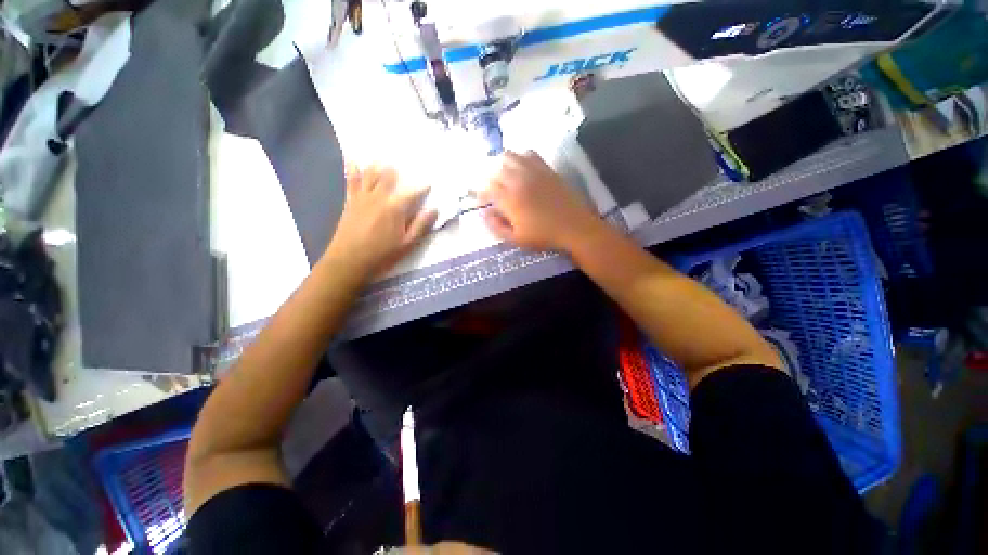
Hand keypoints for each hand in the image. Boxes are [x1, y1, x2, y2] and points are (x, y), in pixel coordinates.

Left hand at [324, 165, 436, 279]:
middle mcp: (379, 197)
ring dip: (378, 164)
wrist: (349, 261)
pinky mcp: (350, 201)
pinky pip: (351, 181)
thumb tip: (434, 209)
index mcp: (396, 208)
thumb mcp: (407, 244)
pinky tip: (353, 160)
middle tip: (403, 161)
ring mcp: (363, 197)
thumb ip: (421, 225)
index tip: (429, 183)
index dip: (422, 188)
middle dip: (397, 170)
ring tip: (383, 155)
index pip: (412, 193)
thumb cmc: (382, 255)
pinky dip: (353, 170)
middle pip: (389, 177)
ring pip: (371, 174)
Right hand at [478, 151, 599, 251]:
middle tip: (490, 187)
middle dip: (489, 178)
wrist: (574, 227)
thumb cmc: (544, 236)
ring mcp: (533, 172)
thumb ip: (497, 227)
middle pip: (496, 170)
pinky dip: (521, 156)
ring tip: (502, 173)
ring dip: (502, 163)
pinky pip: (530, 154)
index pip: (487, 189)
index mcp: (509, 200)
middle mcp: (518, 181)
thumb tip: (485, 214)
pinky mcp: (546, 168)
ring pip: (510, 156)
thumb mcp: (517, 239)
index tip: (480, 199)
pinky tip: (521, 165)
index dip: (480, 193)